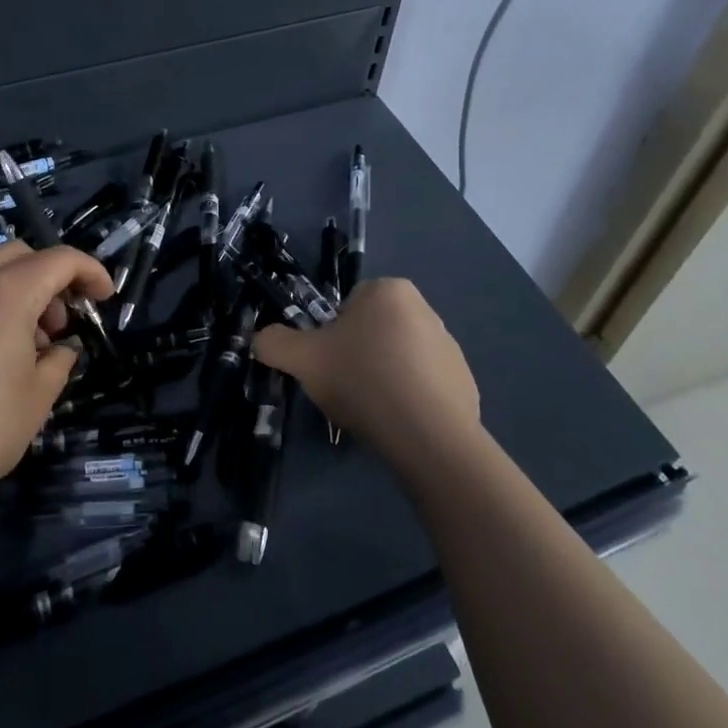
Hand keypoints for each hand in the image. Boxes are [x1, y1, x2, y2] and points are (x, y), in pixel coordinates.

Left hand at [0, 242, 112, 529]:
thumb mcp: (38, 398)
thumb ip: (59, 361)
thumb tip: (59, 349)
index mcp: (7, 294)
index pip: (60, 259)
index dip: (90, 271)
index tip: (104, 298)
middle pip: (20, 255)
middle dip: (49, 278)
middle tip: (58, 326)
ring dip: (15, 292)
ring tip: (21, 348)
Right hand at [253, 278, 480, 474]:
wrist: (428, 437)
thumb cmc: (362, 380)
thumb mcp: (302, 359)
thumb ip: (275, 342)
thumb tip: (262, 338)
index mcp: (389, 291)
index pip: (348, 306)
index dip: (331, 336)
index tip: (329, 364)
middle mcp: (426, 309)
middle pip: (374, 331)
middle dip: (358, 355)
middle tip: (345, 387)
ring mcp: (450, 347)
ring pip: (398, 358)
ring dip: (384, 377)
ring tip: (373, 410)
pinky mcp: (465, 382)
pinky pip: (424, 386)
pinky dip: (410, 400)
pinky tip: (399, 423)